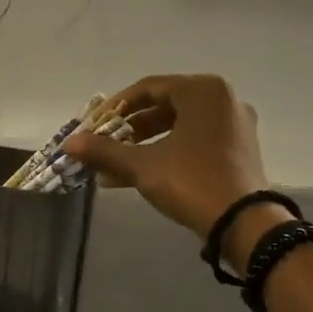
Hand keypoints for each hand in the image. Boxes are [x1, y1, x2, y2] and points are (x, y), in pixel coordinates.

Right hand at [63, 74, 282, 265]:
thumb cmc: (191, 181)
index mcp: (202, 91)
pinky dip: (167, 151)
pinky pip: (194, 141)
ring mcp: (234, 125)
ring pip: (178, 126)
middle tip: (104, 144)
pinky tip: (140, 173)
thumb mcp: (142, 165)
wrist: (244, 223)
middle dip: (129, 128)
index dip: (115, 107)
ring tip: (115, 164)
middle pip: (164, 106)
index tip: (93, 125)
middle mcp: (222, 99)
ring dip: (144, 143)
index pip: (148, 88)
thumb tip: (69, 143)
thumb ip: (104, 151)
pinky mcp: (238, 149)